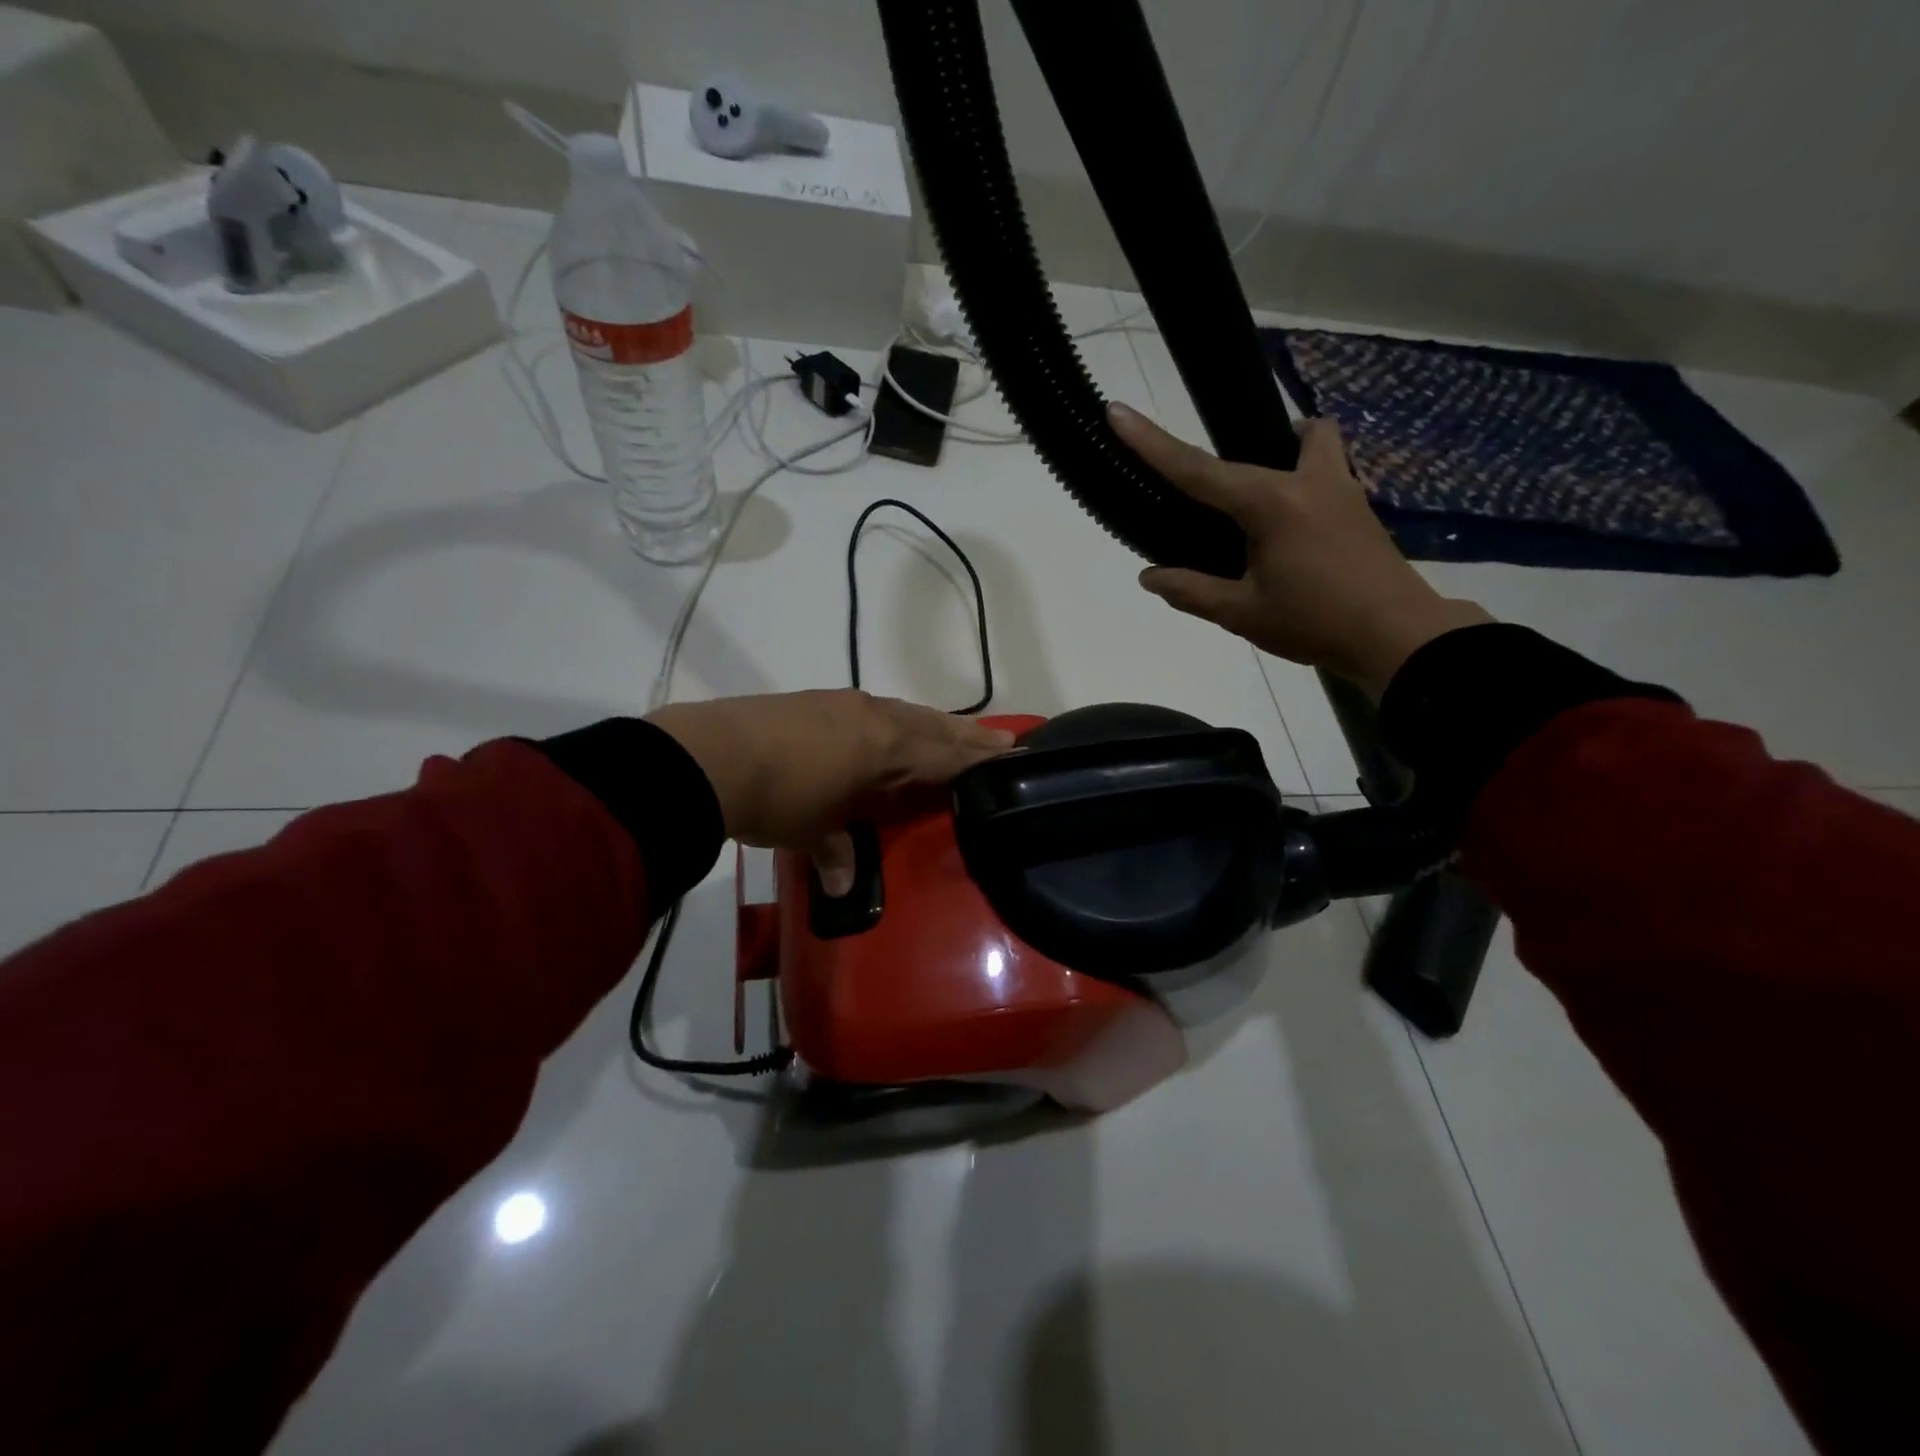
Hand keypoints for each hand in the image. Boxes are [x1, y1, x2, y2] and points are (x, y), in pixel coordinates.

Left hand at [647, 690, 1013, 848]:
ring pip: (906, 713)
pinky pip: (874, 709)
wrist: (711, 756)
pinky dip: (896, 719)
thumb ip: (837, 853)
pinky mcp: (816, 700)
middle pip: (935, 727)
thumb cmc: (778, 799)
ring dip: (934, 724)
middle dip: (969, 736)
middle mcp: (876, 718)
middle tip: (1004, 740)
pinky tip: (888, 725)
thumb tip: (844, 888)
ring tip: (954, 731)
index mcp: (888, 748)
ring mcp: (845, 704)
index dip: (978, 760)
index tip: (1011, 757)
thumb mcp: (813, 832)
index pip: (946, 756)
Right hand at [1110, 403, 1490, 698]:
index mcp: (1270, 505)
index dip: (1152, 443)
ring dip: (1287, 449)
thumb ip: (1191, 591)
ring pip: (1314, 440)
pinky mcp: (1359, 505)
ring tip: (1261, 500)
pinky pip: (1328, 467)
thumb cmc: (1315, 623)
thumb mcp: (1242, 614)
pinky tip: (1293, 527)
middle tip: (1215, 503)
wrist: (1398, 638)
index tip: (1118, 411)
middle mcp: (1306, 481)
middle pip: (1265, 441)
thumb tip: (1150, 575)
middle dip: (1231, 458)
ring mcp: (1341, 487)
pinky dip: (1305, 477)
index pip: (1197, 470)